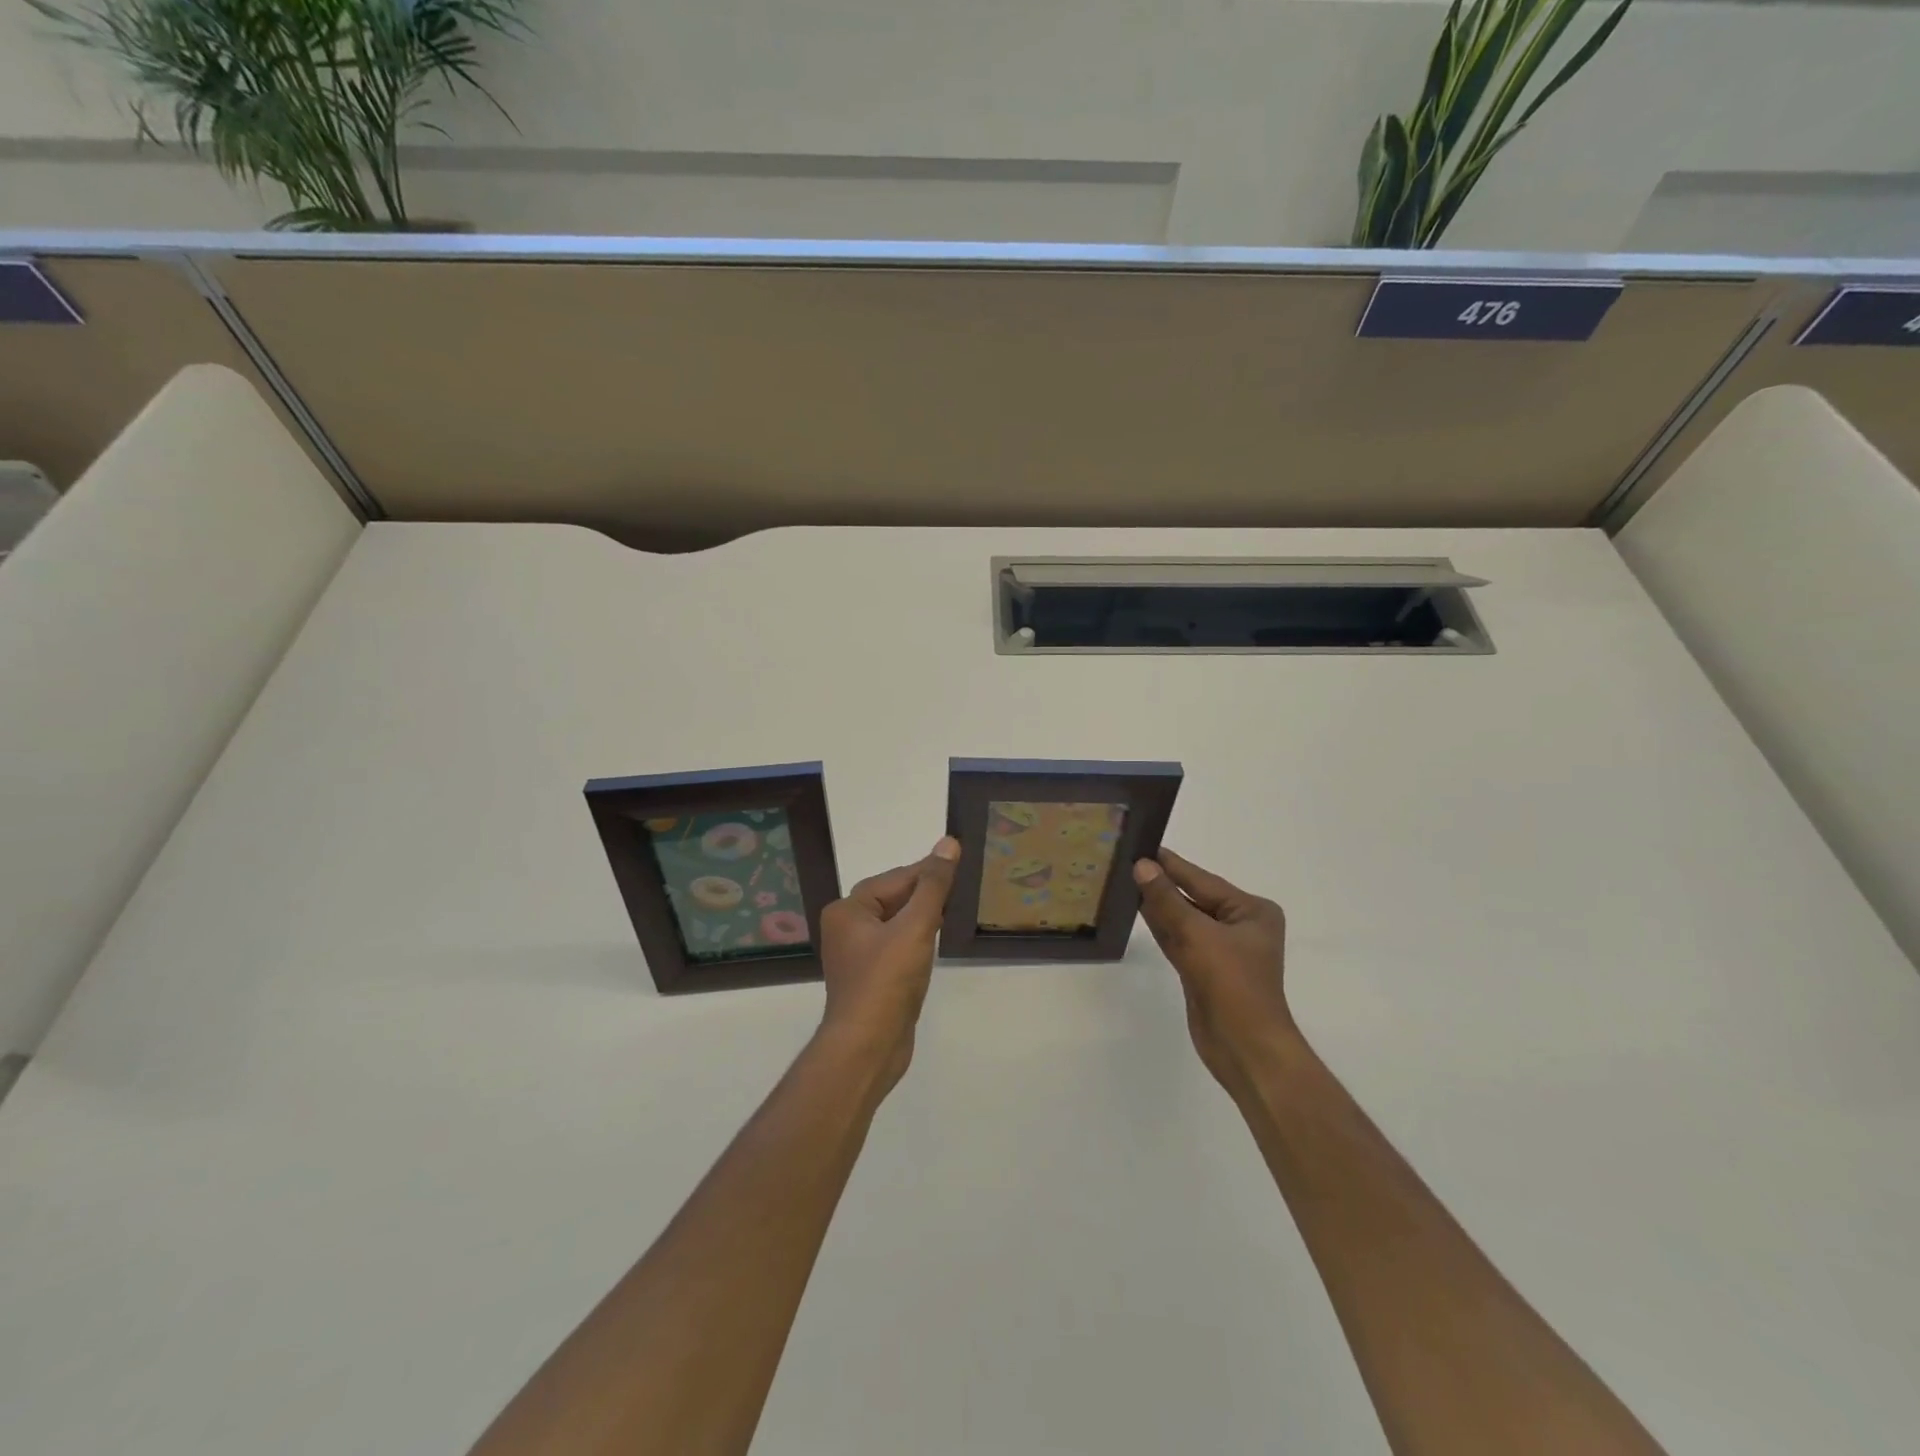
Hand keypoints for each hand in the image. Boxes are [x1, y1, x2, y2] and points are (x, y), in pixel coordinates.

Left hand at [816, 838, 960, 1092]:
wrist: (868, 1048)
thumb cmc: (886, 981)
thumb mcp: (914, 927)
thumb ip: (934, 885)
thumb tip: (948, 843)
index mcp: (848, 910)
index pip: (896, 878)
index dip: (929, 871)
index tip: (960, 861)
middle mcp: (847, 927)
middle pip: (894, 898)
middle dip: (927, 893)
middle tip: (963, 886)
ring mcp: (858, 954)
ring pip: (897, 922)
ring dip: (924, 915)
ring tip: (956, 909)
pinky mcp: (872, 977)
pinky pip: (897, 945)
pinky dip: (918, 939)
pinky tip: (938, 940)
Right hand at [1133, 848, 1293, 1095]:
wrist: (1245, 1049)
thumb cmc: (1232, 985)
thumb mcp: (1197, 935)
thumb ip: (1167, 900)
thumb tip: (1142, 865)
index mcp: (1251, 911)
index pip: (1203, 880)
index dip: (1171, 864)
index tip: (1143, 844)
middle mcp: (1239, 926)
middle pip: (1193, 897)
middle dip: (1163, 883)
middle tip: (1127, 859)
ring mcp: (1221, 949)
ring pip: (1183, 919)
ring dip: (1158, 904)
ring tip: (1125, 879)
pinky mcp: (1204, 970)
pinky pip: (1179, 939)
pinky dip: (1160, 926)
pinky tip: (1138, 909)